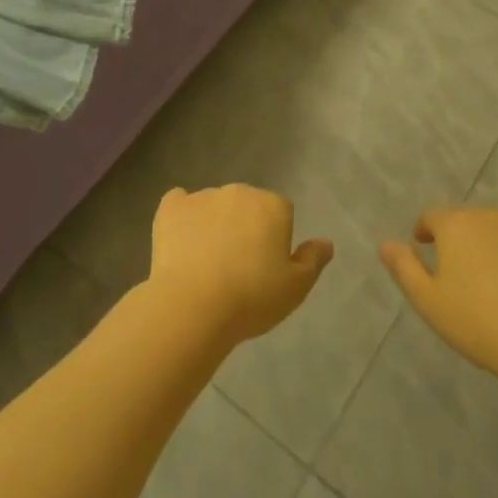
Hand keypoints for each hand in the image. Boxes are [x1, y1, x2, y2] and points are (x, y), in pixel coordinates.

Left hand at [147, 186, 333, 345]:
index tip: (265, 267)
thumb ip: (313, 260)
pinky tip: (180, 240)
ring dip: (214, 223)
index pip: (281, 213)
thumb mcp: (295, 288)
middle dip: (244, 227)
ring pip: (214, 205)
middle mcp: (239, 191)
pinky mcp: (171, 207)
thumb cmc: (251, 298)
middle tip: (238, 267)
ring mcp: (203, 196)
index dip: (274, 239)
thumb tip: (326, 242)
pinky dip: (181, 216)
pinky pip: (179, 203)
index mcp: (272, 205)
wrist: (193, 306)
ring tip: (206, 264)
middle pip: (247, 205)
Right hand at [380, 207, 497, 386]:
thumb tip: (385, 243)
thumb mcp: (429, 302)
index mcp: (456, 225)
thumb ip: (404, 268)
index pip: (432, 217)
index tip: (424, 249)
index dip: (425, 231)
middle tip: (463, 273)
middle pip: (469, 221)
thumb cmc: (479, 324)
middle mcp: (491, 215)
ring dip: (494, 244)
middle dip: (462, 240)